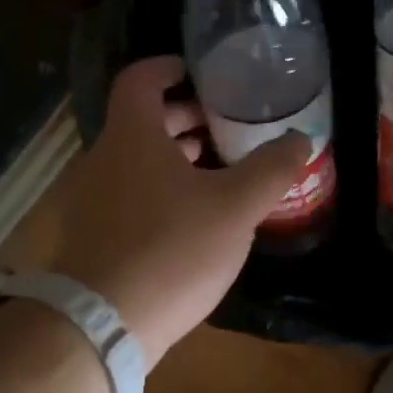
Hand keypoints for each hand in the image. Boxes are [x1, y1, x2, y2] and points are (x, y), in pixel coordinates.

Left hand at [53, 57, 310, 364]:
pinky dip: (158, 190)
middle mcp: (102, 160)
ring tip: (215, 169)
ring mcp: (91, 200)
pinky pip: (128, 195)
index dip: (169, 68)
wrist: (103, 325)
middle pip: (140, 121)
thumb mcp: (234, 207)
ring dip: (172, 157)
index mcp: (131, 136)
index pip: (140, 79)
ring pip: (135, 162)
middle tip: (224, 126)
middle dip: (183, 118)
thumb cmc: (171, 249)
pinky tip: (191, 218)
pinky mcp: (92, 237)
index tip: (200, 73)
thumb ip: (270, 169)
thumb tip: (301, 139)